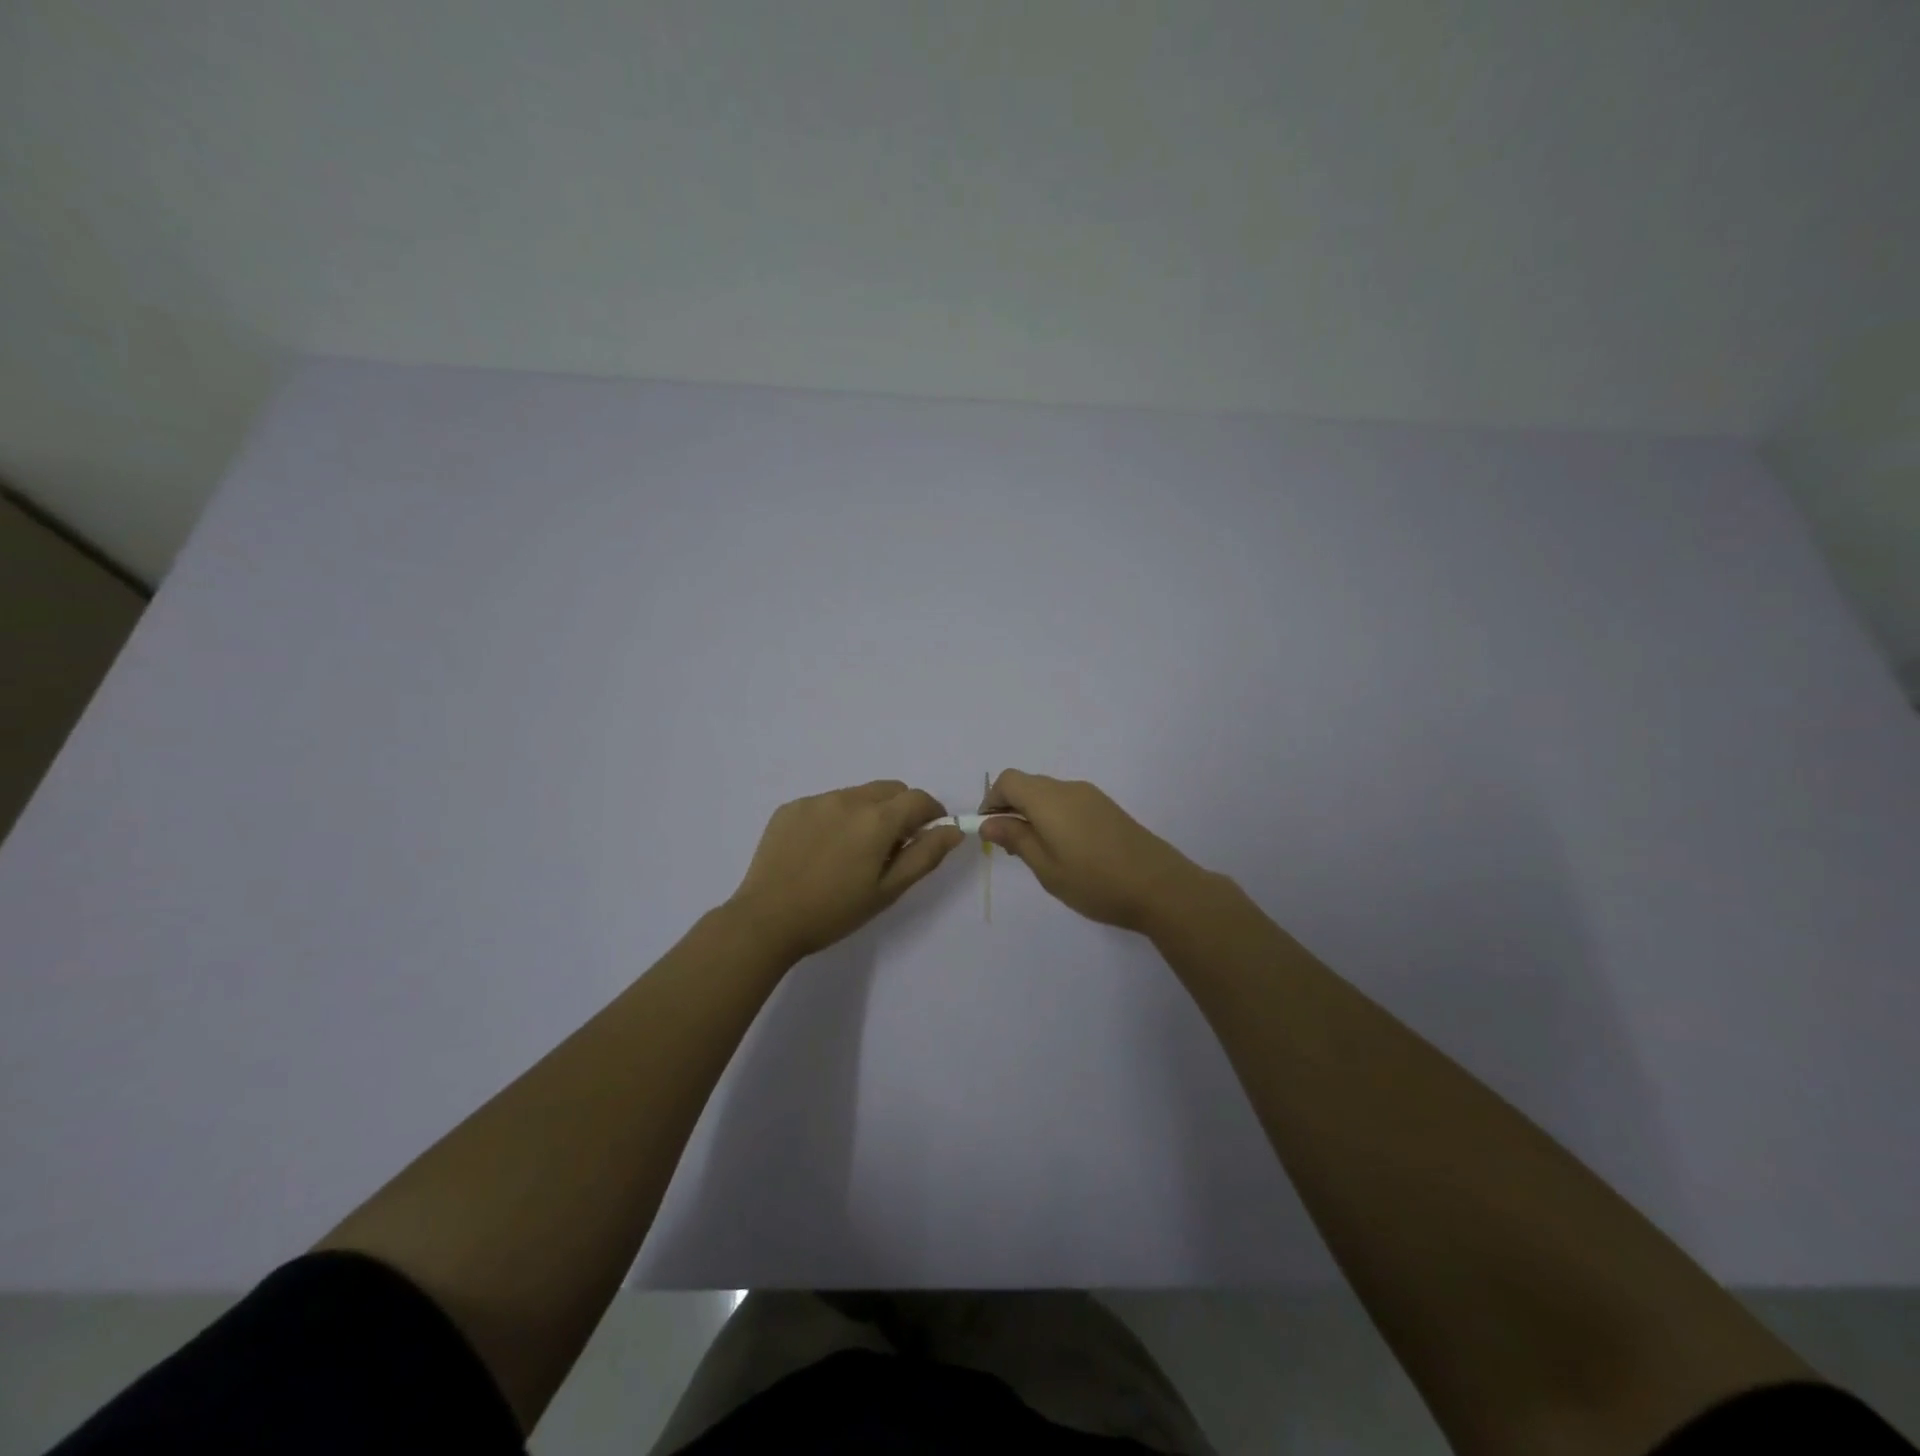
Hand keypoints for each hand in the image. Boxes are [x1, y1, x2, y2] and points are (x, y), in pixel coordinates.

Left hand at [726, 781, 964, 961]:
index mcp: (876, 819)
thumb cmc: (834, 911)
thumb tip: (953, 829)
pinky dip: (836, 818)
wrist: (766, 920)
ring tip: (852, 852)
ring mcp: (816, 800)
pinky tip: (822, 851)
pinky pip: (826, 803)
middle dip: (901, 809)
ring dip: (868, 813)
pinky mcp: (791, 808)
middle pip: (889, 789)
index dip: (932, 813)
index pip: (918, 799)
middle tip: (892, 846)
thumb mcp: (888, 890)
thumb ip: (925, 855)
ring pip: (857, 795)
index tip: (929, 834)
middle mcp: (848, 799)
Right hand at [978, 770, 1208, 933]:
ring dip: (1033, 813)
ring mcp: (1092, 796)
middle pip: (1028, 785)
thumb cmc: (1095, 882)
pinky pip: (1069, 802)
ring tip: (1037, 853)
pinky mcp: (1107, 808)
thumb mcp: (1046, 867)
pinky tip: (1064, 849)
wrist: (1161, 888)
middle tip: (1010, 847)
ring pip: (1049, 794)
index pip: (1008, 781)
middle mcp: (1069, 788)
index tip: (988, 831)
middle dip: (1011, 808)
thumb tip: (988, 823)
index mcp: (1049, 799)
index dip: (991, 801)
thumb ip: (1016, 839)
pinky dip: (1054, 816)